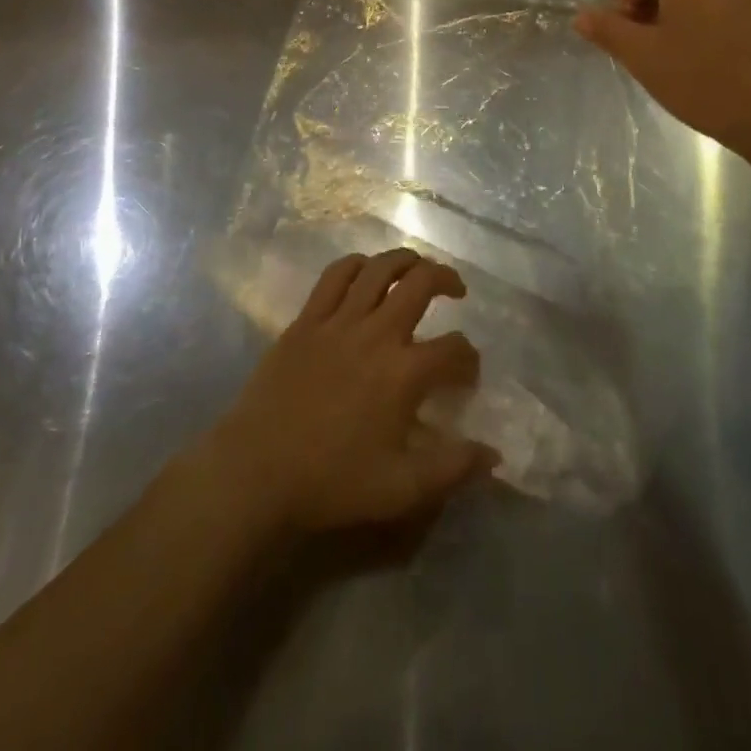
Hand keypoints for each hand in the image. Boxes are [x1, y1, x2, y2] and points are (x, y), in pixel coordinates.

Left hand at [207, 250, 492, 535]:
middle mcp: (375, 333)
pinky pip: (335, 276)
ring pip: (378, 268)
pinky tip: (366, 271)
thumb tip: (493, 454)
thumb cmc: (332, 482)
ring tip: (417, 267)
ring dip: (405, 260)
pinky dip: (357, 265)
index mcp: (403, 373)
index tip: (468, 371)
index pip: (452, 349)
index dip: (469, 356)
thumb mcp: (402, 490)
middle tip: (456, 290)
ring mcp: (338, 320)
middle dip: (446, 279)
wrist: (257, 470)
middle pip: (420, 284)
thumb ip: (452, 468)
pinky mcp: (306, 319)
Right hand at [575, 0, 750, 156]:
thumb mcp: (643, 58)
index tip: (628, 20)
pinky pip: (727, 4)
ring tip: (677, 55)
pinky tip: (710, 61)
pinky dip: (708, 21)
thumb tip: (581, 15)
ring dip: (678, 11)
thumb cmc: (701, 82)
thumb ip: (608, 30)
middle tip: (646, 42)